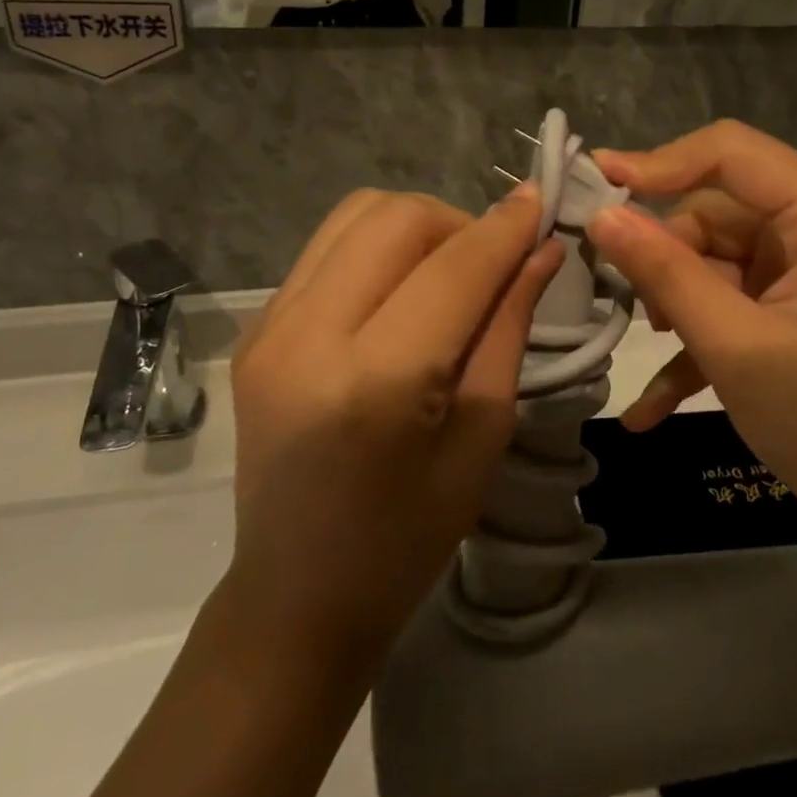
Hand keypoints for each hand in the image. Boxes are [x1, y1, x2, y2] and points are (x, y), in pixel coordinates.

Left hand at [226, 187, 561, 665]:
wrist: (296, 596)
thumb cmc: (408, 536)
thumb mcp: (482, 434)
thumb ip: (508, 326)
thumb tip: (541, 250)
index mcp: (377, 380)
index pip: (454, 268)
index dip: (505, 227)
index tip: (541, 200)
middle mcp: (308, 336)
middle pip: (395, 218)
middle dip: (457, 222)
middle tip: (491, 262)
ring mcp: (269, 328)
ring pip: (354, 216)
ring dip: (415, 226)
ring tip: (446, 271)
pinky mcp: (255, 330)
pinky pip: (326, 250)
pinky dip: (376, 249)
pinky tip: (398, 293)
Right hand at [584, 121, 796, 545]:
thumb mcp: (739, 347)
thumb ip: (666, 274)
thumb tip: (600, 215)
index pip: (731, 153)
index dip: (660, 162)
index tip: (596, 183)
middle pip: (717, 213)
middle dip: (668, 258)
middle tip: (632, 308)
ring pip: (714, 261)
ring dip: (675, 305)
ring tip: (651, 352)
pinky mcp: (796, 315)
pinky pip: (731, 306)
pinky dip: (696, 346)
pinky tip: (651, 407)